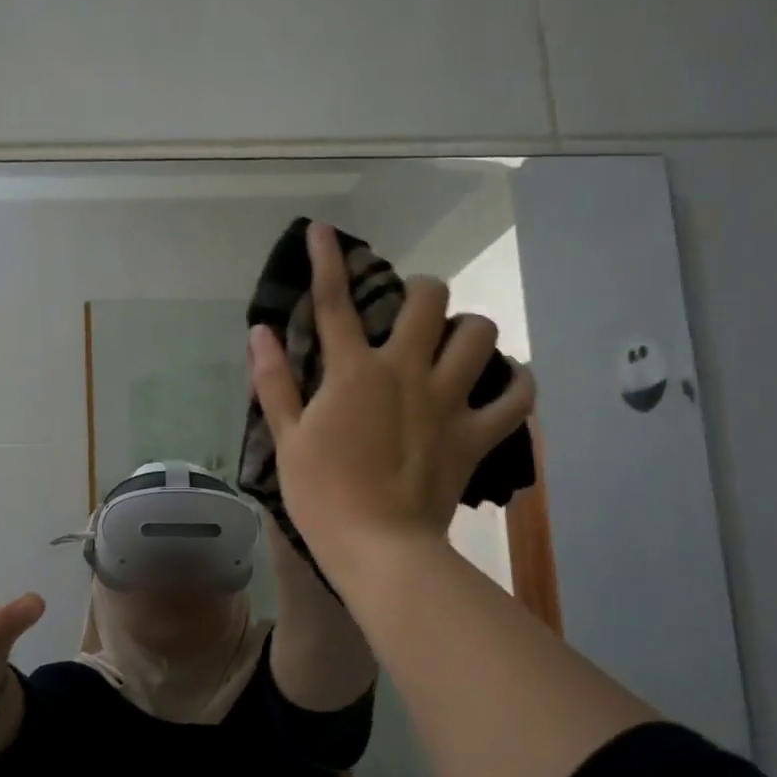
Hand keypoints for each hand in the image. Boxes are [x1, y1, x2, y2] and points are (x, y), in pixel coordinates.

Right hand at [248, 222, 535, 559]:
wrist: (378, 546)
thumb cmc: (322, 493)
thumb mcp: (286, 437)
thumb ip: (274, 381)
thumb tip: (259, 332)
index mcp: (354, 372)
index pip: (335, 302)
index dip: (327, 260)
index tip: (322, 230)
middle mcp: (405, 371)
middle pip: (429, 300)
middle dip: (422, 292)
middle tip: (412, 312)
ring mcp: (447, 401)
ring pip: (480, 335)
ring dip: (469, 330)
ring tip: (456, 344)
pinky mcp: (476, 434)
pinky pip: (517, 397)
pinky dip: (517, 383)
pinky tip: (507, 380)